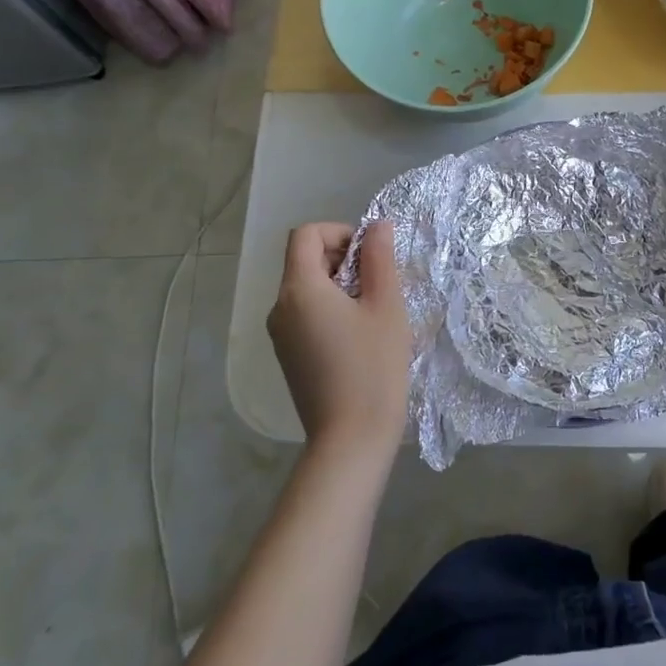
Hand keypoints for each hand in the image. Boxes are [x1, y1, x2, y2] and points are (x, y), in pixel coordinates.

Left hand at [267, 221, 412, 456]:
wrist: (351, 440)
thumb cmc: (373, 367)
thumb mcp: (386, 306)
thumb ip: (380, 258)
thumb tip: (377, 225)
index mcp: (299, 289)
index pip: (306, 235)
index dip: (339, 232)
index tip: (370, 255)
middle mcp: (279, 307)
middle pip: (305, 260)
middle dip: (343, 259)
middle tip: (380, 285)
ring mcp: (280, 335)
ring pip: (307, 289)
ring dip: (340, 286)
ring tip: (373, 313)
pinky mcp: (288, 356)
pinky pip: (306, 315)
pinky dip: (330, 310)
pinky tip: (359, 337)